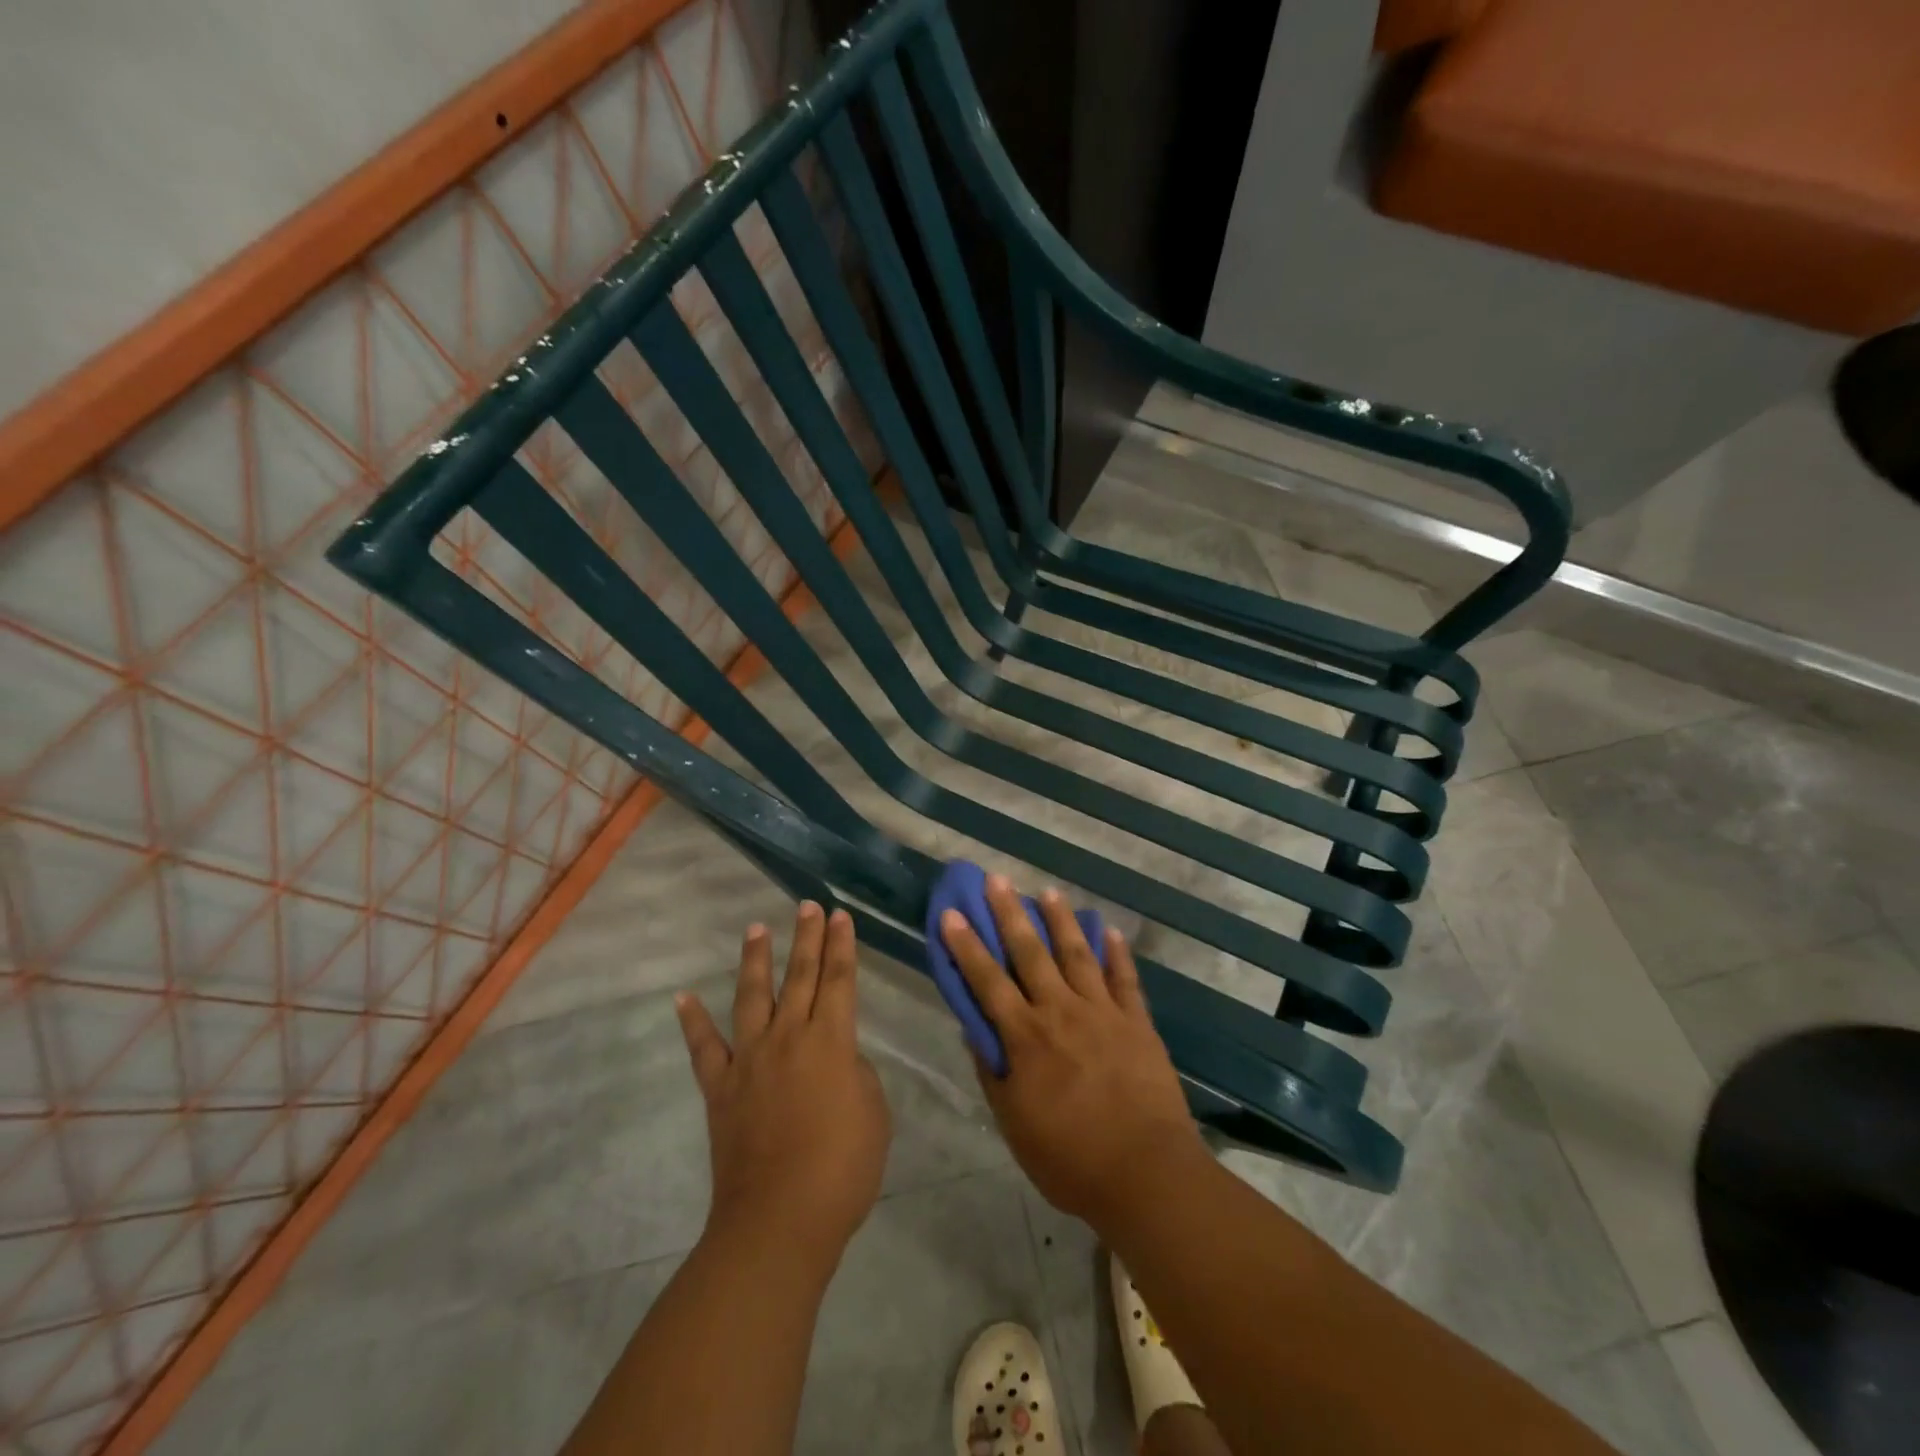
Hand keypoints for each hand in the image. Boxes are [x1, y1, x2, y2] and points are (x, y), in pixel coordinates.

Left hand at [676, 903, 891, 1266]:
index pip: (840, 980)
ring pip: (752, 996)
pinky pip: (704, 1048)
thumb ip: (856, 1073)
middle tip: (808, 905)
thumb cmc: (841, 1169)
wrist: (779, 1221)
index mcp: (831, 1041)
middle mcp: (789, 1037)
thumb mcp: (874, 1113)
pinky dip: (692, 1022)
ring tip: (756, 928)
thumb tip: (836, 1059)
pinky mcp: (720, 1088)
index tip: (841, 916)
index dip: (842, 946)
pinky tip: (682, 998)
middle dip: (807, 937)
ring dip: (756, 960)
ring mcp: (749, 1060)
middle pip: (800, 976)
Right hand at [940, 876, 1206, 1225]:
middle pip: (1030, 953)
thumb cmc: (1071, 1158)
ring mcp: (1103, 1012)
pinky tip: (1109, 930)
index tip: (952, 913)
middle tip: (997, 879)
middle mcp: (1061, 1011)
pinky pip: (1125, 978)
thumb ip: (993, 1073)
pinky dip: (1116, 952)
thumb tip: (974, 1031)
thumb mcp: (1015, 1125)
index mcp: (1027, 1037)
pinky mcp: (1137, 1022)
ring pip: (1077, 955)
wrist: (1146, 1174)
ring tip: (1048, 892)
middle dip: (1010, 914)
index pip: (987, 981)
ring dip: (1061, 921)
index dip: (967, 946)